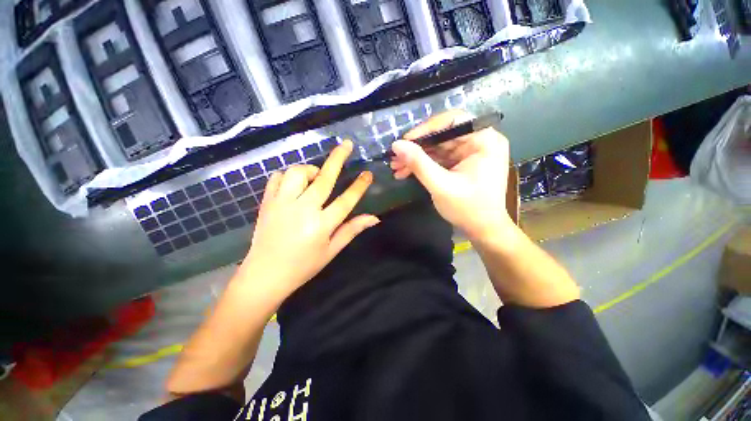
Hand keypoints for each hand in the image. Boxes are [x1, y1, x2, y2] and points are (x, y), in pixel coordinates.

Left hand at [237, 140, 378, 302]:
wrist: (264, 274)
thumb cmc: (303, 266)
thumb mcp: (331, 251)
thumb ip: (351, 230)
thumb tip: (374, 218)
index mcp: (321, 225)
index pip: (346, 200)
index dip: (359, 186)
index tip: (368, 174)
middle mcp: (303, 210)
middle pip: (324, 178)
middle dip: (338, 159)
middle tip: (347, 145)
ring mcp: (282, 204)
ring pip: (298, 173)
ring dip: (311, 170)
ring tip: (316, 177)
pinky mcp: (267, 203)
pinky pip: (277, 178)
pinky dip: (288, 176)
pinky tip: (295, 184)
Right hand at [391, 110, 513, 240]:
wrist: (482, 230)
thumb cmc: (467, 209)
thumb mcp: (440, 186)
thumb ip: (418, 164)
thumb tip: (396, 145)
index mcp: (484, 141)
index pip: (454, 120)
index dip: (427, 128)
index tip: (405, 141)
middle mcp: (479, 141)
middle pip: (442, 135)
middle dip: (417, 148)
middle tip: (395, 157)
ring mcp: (469, 153)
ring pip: (437, 147)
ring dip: (416, 158)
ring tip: (396, 167)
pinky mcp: (461, 163)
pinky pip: (439, 158)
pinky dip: (423, 165)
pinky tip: (405, 172)